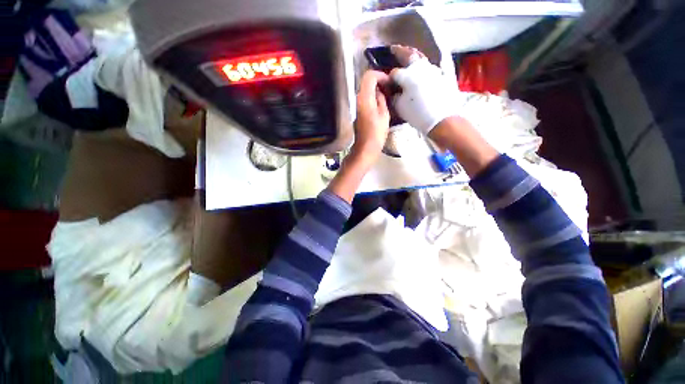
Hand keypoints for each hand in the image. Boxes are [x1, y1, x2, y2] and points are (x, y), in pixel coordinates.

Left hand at [351, 70, 391, 165]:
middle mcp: (357, 99)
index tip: (389, 82)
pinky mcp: (357, 112)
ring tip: (387, 96)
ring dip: (375, 90)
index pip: (369, 76)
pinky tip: (380, 104)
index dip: (380, 75)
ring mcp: (356, 106)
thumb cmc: (376, 133)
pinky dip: (372, 97)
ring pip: (365, 91)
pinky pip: (364, 99)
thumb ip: (381, 99)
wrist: (365, 148)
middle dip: (378, 81)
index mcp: (365, 98)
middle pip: (366, 82)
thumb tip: (379, 91)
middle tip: (389, 88)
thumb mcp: (384, 115)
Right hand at [389, 45, 462, 135]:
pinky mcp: (441, 76)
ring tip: (408, 55)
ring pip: (421, 58)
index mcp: (408, 73)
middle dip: (401, 51)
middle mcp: (421, 66)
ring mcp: (433, 69)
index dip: (389, 77)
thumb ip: (394, 96)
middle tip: (394, 49)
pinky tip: (420, 68)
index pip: (394, 73)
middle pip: (409, 55)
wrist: (442, 118)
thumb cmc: (418, 112)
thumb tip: (392, 91)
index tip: (386, 81)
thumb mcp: (400, 106)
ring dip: (413, 56)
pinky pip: (429, 66)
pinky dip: (422, 65)